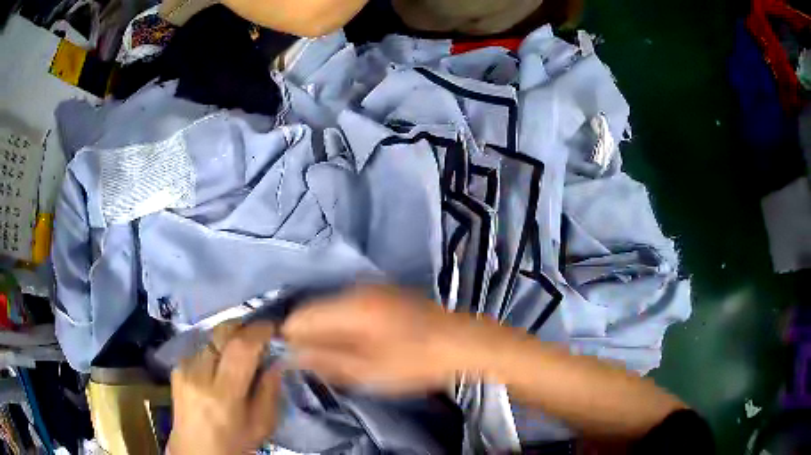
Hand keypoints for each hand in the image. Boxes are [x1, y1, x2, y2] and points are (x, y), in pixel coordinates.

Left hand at [168, 322, 281, 454]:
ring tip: (238, 353)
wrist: (197, 450)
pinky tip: (219, 365)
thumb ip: (270, 392)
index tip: (271, 327)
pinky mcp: (176, 368)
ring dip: (228, 340)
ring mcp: (184, 369)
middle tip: (257, 334)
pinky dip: (214, 350)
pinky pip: (200, 348)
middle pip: (220, 333)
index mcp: (223, 394)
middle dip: (242, 327)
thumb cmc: (234, 442)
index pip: (240, 348)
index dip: (257, 331)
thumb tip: (275, 360)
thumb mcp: (262, 425)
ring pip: (210, 338)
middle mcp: (199, 375)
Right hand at [283, 285, 476, 394]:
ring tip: (335, 356)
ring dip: (325, 330)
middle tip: (315, 363)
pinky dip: (342, 324)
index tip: (291, 360)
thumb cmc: (415, 361)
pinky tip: (353, 343)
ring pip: (329, 307)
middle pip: (313, 309)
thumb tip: (290, 355)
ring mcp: (371, 288)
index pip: (299, 316)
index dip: (288, 338)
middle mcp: (355, 289)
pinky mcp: (382, 293)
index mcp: (349, 306)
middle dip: (307, 335)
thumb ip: (324, 361)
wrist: (462, 342)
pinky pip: (347, 306)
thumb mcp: (368, 370)